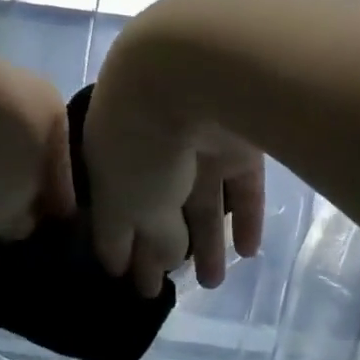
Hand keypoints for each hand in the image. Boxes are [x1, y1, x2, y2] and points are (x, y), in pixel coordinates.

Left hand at [0, 58, 74, 241]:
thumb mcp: (17, 202)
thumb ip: (21, 220)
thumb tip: (15, 226)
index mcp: (53, 111)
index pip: (62, 168)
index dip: (58, 208)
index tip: (52, 237)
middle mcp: (19, 99)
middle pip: (23, 155)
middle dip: (17, 194)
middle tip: (12, 234)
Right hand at [82, 73, 264, 296]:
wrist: (190, 70)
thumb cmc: (142, 138)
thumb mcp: (131, 201)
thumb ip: (149, 236)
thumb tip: (167, 258)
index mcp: (110, 152)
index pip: (111, 206)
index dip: (115, 244)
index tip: (121, 280)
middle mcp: (152, 143)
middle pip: (156, 202)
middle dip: (158, 244)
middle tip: (163, 289)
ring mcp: (196, 139)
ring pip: (201, 196)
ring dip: (207, 239)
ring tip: (212, 283)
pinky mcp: (238, 138)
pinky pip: (240, 183)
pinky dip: (244, 214)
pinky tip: (248, 251)